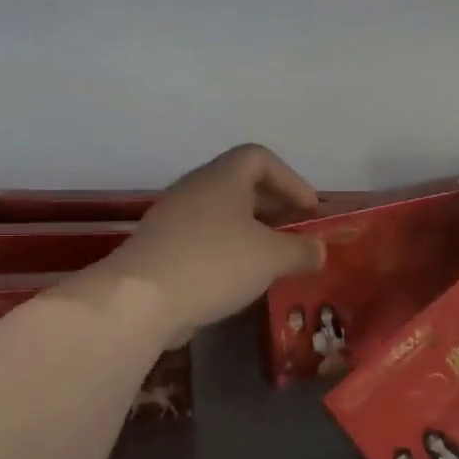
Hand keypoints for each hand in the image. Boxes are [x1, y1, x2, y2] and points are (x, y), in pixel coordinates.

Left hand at [101, 145, 323, 343]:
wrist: (140, 300)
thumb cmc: (215, 264)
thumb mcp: (271, 258)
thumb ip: (301, 250)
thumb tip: (318, 250)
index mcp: (223, 177)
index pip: (260, 158)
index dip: (291, 180)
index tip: (309, 210)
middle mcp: (195, 188)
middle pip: (240, 185)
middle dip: (274, 207)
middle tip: (295, 234)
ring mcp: (173, 218)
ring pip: (221, 214)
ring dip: (250, 232)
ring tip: (272, 260)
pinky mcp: (160, 248)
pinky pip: (203, 239)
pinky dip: (227, 251)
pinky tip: (239, 280)